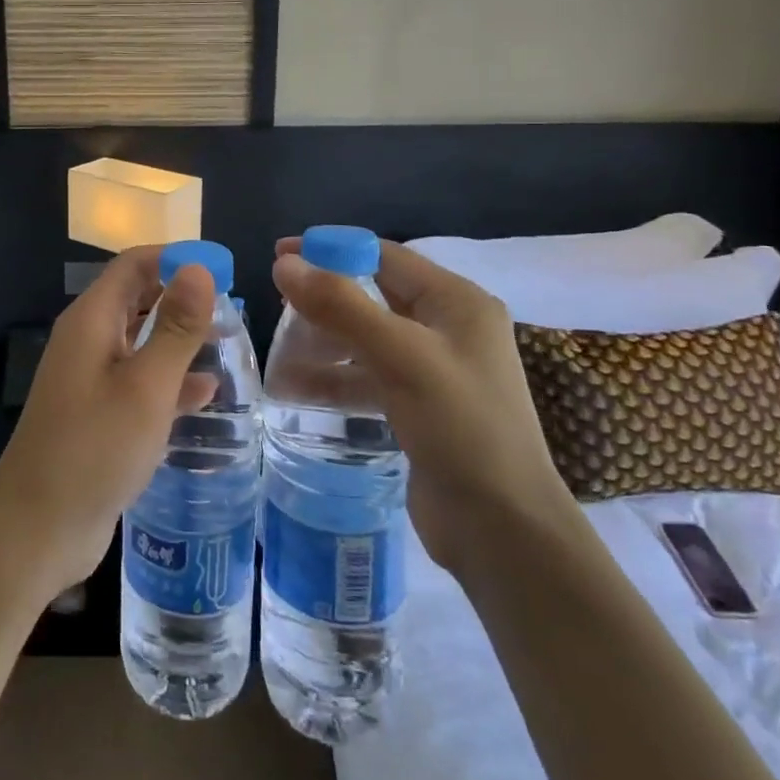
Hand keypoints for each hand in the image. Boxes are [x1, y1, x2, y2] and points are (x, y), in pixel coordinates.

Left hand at [0, 247, 217, 608]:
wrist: (38, 527)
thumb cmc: (95, 448)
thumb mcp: (146, 385)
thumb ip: (175, 327)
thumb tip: (198, 268)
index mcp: (91, 320)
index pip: (134, 265)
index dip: (176, 258)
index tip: (222, 270)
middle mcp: (88, 340)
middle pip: (136, 299)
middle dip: (180, 296)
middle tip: (231, 307)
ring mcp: (90, 378)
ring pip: (140, 342)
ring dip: (178, 338)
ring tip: (226, 342)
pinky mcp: (98, 413)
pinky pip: (138, 382)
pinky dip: (169, 380)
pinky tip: (205, 393)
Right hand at [272, 239, 574, 573]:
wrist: (503, 530)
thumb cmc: (461, 427)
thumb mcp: (400, 356)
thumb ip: (341, 305)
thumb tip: (285, 262)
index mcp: (457, 302)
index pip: (385, 257)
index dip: (332, 250)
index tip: (280, 254)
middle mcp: (448, 328)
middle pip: (374, 296)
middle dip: (324, 299)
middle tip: (276, 304)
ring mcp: (435, 370)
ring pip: (367, 339)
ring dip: (324, 342)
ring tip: (279, 350)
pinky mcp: (420, 406)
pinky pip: (368, 377)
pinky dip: (335, 378)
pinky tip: (295, 389)